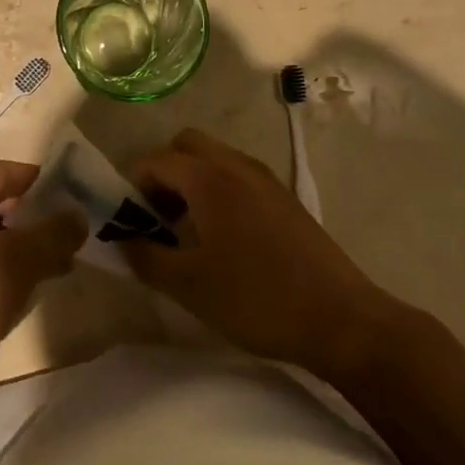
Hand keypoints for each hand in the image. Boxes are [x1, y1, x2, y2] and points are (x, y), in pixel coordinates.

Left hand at [0, 160, 83, 411]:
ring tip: (67, 260)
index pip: (5, 172)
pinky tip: (37, 287)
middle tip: (79, 231)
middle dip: (38, 218)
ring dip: (27, 248)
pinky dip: (9, 271)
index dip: (42, 180)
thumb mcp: (14, 261)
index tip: (80, 192)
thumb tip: (80, 215)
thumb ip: (52, 235)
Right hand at [122, 129, 410, 384]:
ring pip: (214, 157)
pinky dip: (218, 188)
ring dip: (191, 180)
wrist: (342, 320)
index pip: (156, 160)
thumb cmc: (258, 299)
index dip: (133, 185)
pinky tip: (224, 236)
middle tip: (158, 216)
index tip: (131, 221)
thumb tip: (122, 239)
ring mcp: (264, 178)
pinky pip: (237, 174)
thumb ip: (147, 258)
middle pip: (186, 145)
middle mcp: (236, 165)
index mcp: (209, 179)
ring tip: (189, 230)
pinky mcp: (284, 197)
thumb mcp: (190, 287)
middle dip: (164, 172)